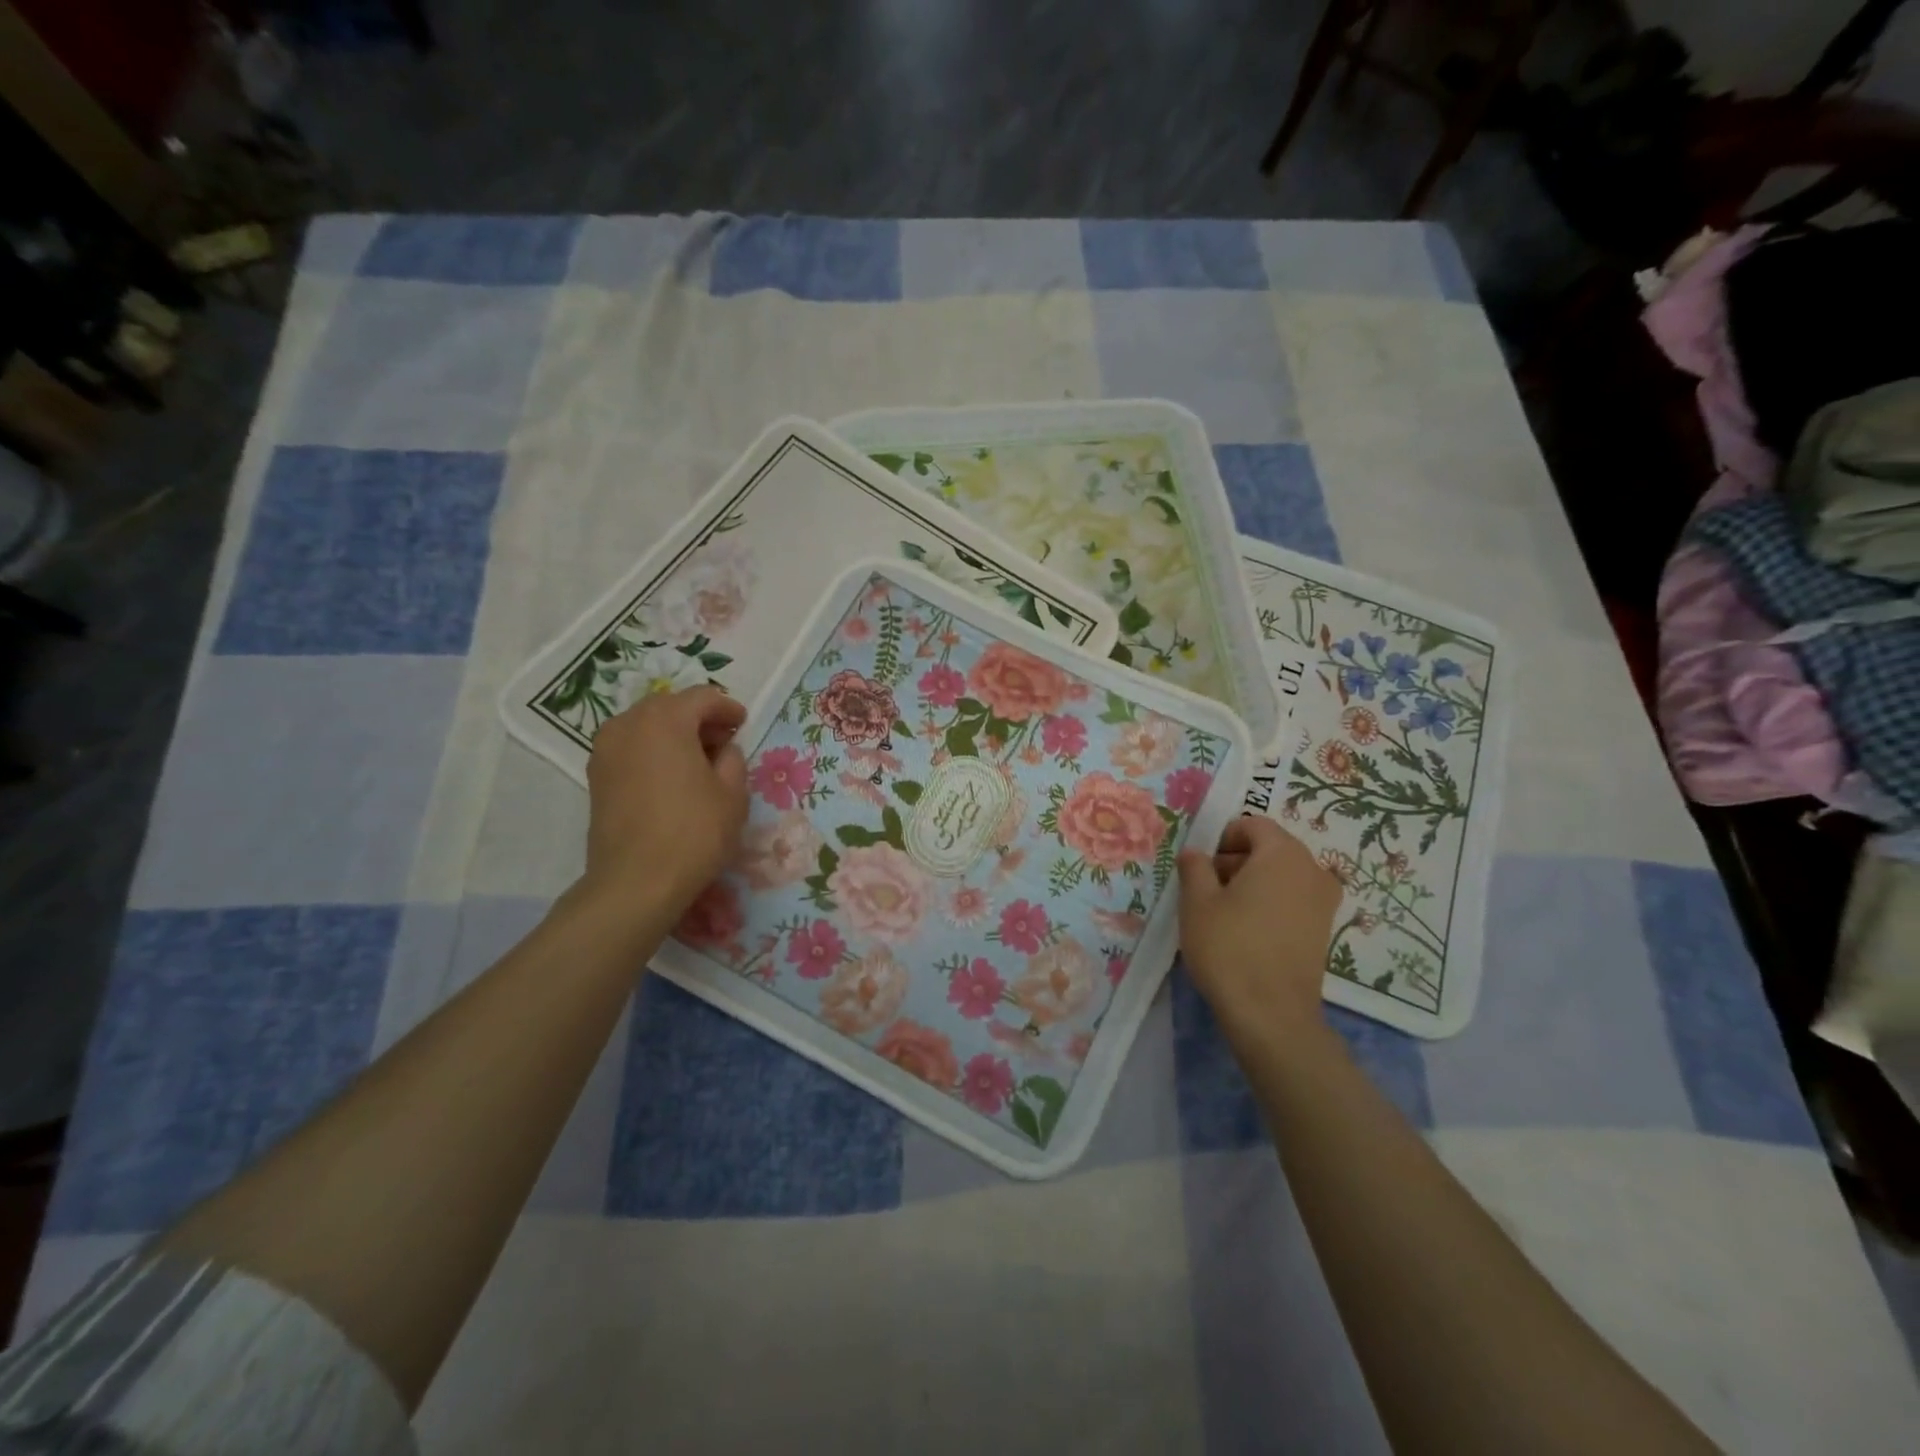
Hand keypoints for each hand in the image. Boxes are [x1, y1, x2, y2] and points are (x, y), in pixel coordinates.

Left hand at [580, 686, 748, 921]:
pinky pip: (631, 747)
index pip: (703, 697)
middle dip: (699, 718)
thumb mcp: (733, 793)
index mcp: (665, 720)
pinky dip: (654, 751)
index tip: (744, 724)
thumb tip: (723, 750)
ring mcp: (606, 749)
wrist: (636, 882)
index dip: (728, 708)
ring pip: (647, 725)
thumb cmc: (694, 832)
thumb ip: (733, 759)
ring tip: (698, 760)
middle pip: (670, 706)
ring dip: (674, 734)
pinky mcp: (596, 775)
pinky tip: (672, 776)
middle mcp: (629, 724)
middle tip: (724, 741)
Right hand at [1176, 815, 1341, 1043]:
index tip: (1202, 866)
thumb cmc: (1229, 947)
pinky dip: (1270, 904)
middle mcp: (1312, 869)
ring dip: (1252, 883)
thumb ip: (1194, 867)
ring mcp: (1324, 902)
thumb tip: (1196, 854)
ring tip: (1224, 913)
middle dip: (1236, 860)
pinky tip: (1247, 932)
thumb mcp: (1196, 901)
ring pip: (1282, 875)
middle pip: (1269, 848)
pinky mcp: (1324, 930)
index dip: (1222, 838)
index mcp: (1283, 853)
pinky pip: (1293, 900)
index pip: (1252, 825)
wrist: (1271, 1014)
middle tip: (1207, 888)